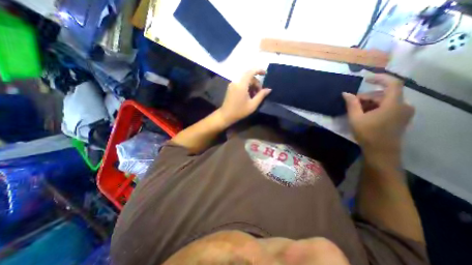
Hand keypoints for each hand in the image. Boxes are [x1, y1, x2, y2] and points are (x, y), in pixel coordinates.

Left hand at [218, 70, 272, 125]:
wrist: (226, 115)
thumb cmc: (240, 111)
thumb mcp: (253, 105)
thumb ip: (261, 95)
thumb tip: (269, 89)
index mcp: (241, 85)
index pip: (251, 72)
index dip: (259, 70)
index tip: (265, 74)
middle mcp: (236, 82)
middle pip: (248, 76)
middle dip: (256, 82)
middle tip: (260, 93)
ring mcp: (232, 84)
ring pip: (245, 80)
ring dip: (251, 85)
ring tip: (254, 96)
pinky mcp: (231, 88)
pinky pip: (240, 83)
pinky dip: (246, 87)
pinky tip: (248, 95)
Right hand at [343, 74, 413, 169]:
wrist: (381, 152)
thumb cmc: (368, 134)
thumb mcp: (355, 118)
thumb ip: (351, 104)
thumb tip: (345, 93)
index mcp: (393, 104)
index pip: (392, 83)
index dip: (379, 78)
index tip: (365, 79)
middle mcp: (403, 105)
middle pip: (384, 94)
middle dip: (366, 97)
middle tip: (352, 104)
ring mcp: (403, 112)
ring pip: (385, 101)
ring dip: (369, 103)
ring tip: (356, 111)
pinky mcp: (401, 117)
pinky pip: (388, 107)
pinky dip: (375, 108)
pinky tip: (364, 115)